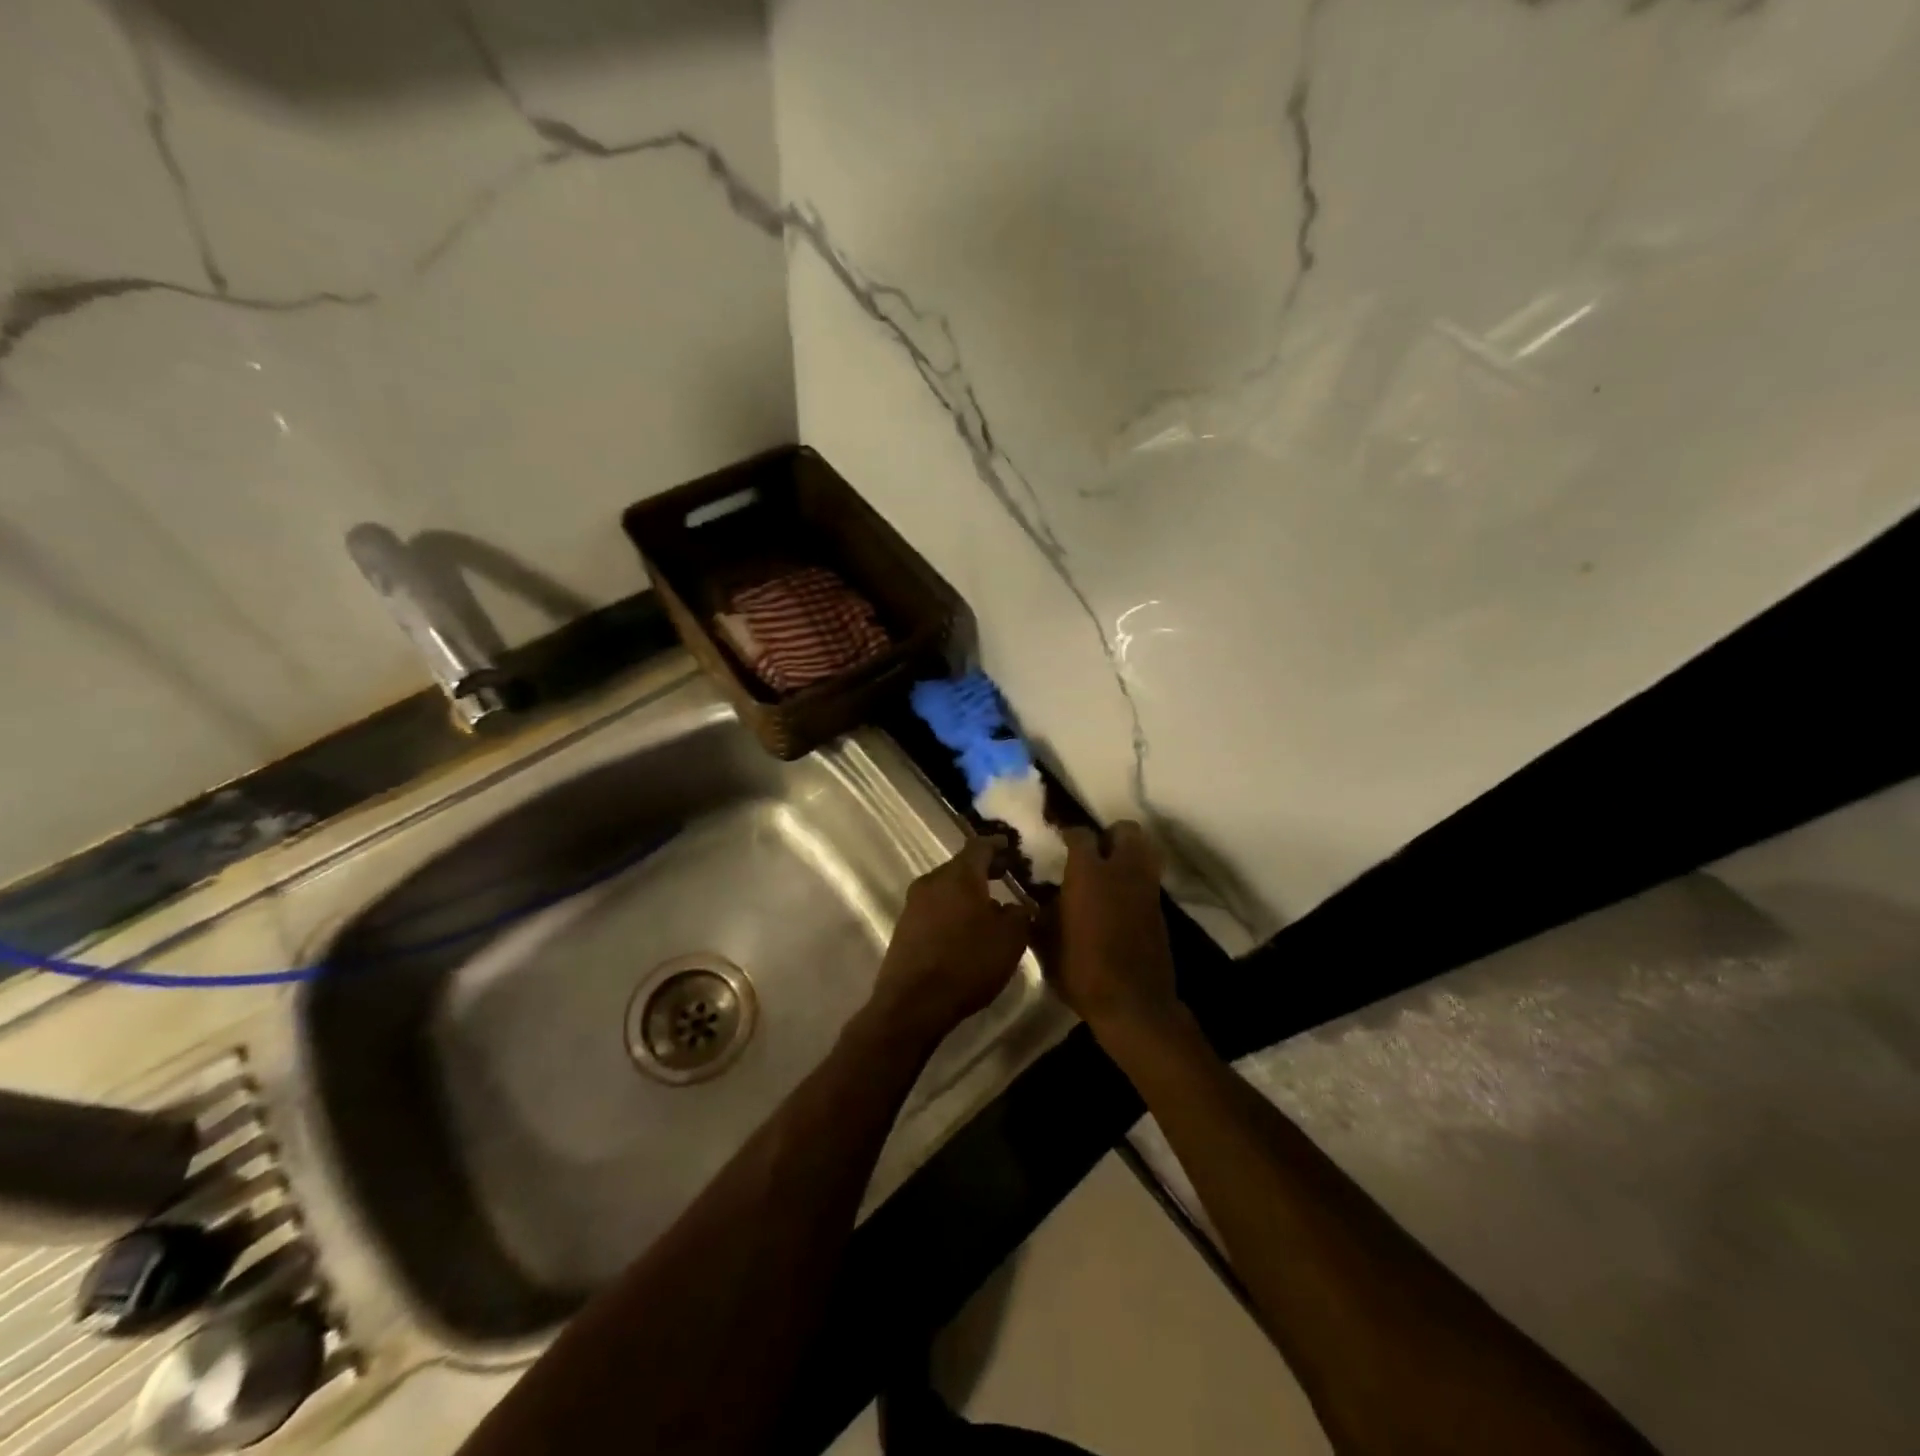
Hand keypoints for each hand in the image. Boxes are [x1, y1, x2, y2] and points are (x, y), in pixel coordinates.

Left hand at [866, 836, 1030, 1047]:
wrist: (913, 1002)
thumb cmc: (967, 962)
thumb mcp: (1010, 939)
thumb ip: (1019, 915)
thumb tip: (1017, 906)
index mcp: (959, 875)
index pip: (980, 847)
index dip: (997, 845)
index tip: (1010, 845)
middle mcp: (932, 881)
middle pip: (961, 866)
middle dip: (984, 869)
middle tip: (1005, 872)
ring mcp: (913, 904)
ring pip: (946, 888)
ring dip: (967, 892)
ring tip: (990, 904)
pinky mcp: (905, 928)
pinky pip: (935, 908)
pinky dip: (953, 909)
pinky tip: (966, 928)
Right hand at [1039, 821, 1180, 1033]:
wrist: (1133, 1003)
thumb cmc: (1082, 971)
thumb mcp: (1046, 944)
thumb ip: (1040, 915)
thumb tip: (1035, 901)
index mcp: (1089, 873)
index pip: (1081, 835)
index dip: (1069, 833)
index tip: (1060, 839)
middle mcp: (1122, 871)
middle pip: (1125, 830)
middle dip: (1109, 835)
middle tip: (1092, 852)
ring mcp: (1146, 888)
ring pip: (1144, 850)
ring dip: (1128, 853)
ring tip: (1109, 871)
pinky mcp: (1159, 908)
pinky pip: (1148, 878)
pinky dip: (1136, 878)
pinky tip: (1119, 898)